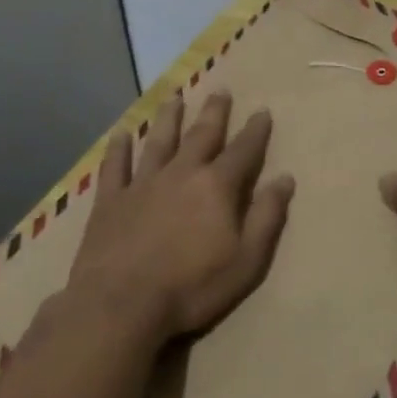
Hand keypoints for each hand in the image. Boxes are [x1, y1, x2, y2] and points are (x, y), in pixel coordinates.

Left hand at [47, 91, 294, 349]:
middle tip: (220, 91)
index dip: (256, 130)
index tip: (262, 111)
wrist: (119, 307)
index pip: (243, 150)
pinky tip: (120, 134)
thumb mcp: (246, 260)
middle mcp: (182, 173)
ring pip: (159, 141)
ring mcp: (143, 184)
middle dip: (214, 112)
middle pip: (201, 134)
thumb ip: (267, 217)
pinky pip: (115, 167)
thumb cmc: (191, 287)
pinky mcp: (111, 201)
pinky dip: (118, 149)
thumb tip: (285, 179)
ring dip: (168, 118)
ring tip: (174, 97)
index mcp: (217, 186)